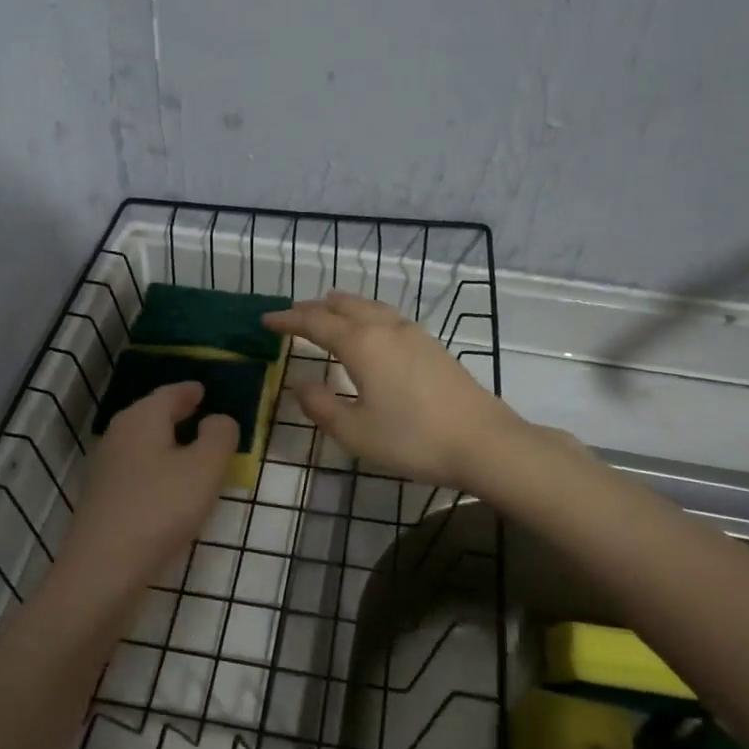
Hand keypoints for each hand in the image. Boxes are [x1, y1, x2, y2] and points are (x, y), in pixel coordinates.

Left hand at [56, 382, 238, 602]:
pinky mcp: (102, 498)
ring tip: (189, 448)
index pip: (169, 394)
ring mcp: (105, 468)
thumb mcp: (204, 469)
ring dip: (164, 442)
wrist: (104, 567)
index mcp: (142, 418)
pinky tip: (168, 484)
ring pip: (141, 442)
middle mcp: (118, 435)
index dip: (189, 391)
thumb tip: (218, 419)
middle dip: (174, 412)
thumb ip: (219, 437)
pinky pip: (135, 469)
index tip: (203, 389)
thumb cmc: (161, 508)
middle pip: (150, 415)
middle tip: (198, 412)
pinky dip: (154, 466)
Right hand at [263, 291, 521, 490]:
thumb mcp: (355, 431)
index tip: (266, 320)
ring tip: (326, 309)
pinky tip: (369, 329)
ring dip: (342, 306)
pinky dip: (365, 314)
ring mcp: (413, 333)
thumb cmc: (412, 439)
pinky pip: (387, 316)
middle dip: (313, 308)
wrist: (483, 442)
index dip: (288, 320)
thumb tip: (300, 384)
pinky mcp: (432, 345)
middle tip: (292, 315)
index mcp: (361, 344)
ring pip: (369, 306)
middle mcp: (385, 328)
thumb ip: (321, 406)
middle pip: (342, 306)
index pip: (315, 323)